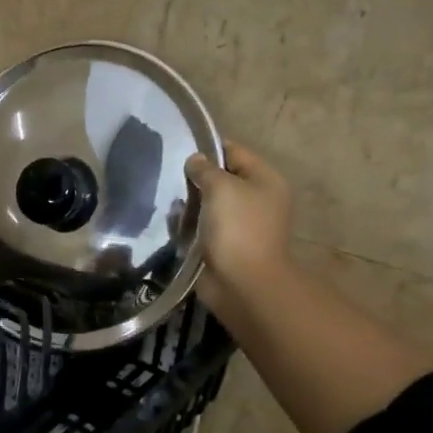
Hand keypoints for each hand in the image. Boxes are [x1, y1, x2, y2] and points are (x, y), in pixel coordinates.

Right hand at [186, 140, 292, 321]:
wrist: (243, 284)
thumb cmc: (237, 228)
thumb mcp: (221, 187)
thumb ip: (205, 169)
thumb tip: (195, 160)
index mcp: (264, 180)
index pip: (234, 151)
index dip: (208, 148)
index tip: (180, 148)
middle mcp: (255, 199)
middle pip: (220, 178)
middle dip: (195, 179)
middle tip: (170, 176)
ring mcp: (240, 224)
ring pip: (208, 204)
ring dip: (189, 204)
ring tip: (168, 202)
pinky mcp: (223, 245)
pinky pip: (201, 227)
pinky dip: (187, 226)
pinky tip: (172, 224)